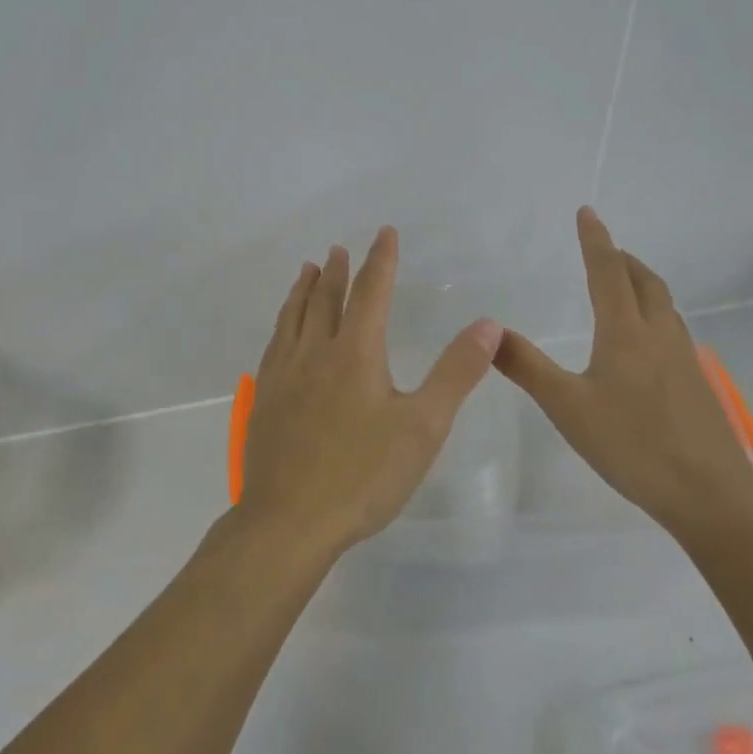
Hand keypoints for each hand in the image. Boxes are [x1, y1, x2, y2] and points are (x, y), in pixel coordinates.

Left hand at [238, 227, 503, 558]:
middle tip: (339, 249)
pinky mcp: (265, 400)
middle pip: (326, 299)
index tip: (384, 233)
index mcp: (355, 353)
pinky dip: (282, 324)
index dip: (381, 260)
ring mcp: (284, 375)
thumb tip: (487, 323)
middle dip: (338, 271)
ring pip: (293, 318)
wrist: (289, 520)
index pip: (371, 292)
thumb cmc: (363, 475)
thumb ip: (456, 372)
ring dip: (303, 290)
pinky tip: (281, 333)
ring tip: (307, 270)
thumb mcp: (423, 425)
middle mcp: (315, 352)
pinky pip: (274, 345)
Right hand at [493, 207, 752, 542]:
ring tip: (624, 285)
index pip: (607, 272)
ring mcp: (684, 359)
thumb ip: (527, 367)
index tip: (587, 212)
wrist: (711, 495)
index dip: (595, 240)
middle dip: (622, 259)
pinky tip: (646, 342)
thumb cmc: (632, 445)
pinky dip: (654, 312)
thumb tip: (490, 330)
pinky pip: (673, 329)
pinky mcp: (697, 384)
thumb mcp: (567, 407)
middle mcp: (658, 335)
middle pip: (644, 281)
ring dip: (642, 283)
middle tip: (604, 249)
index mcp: (625, 332)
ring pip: (663, 304)